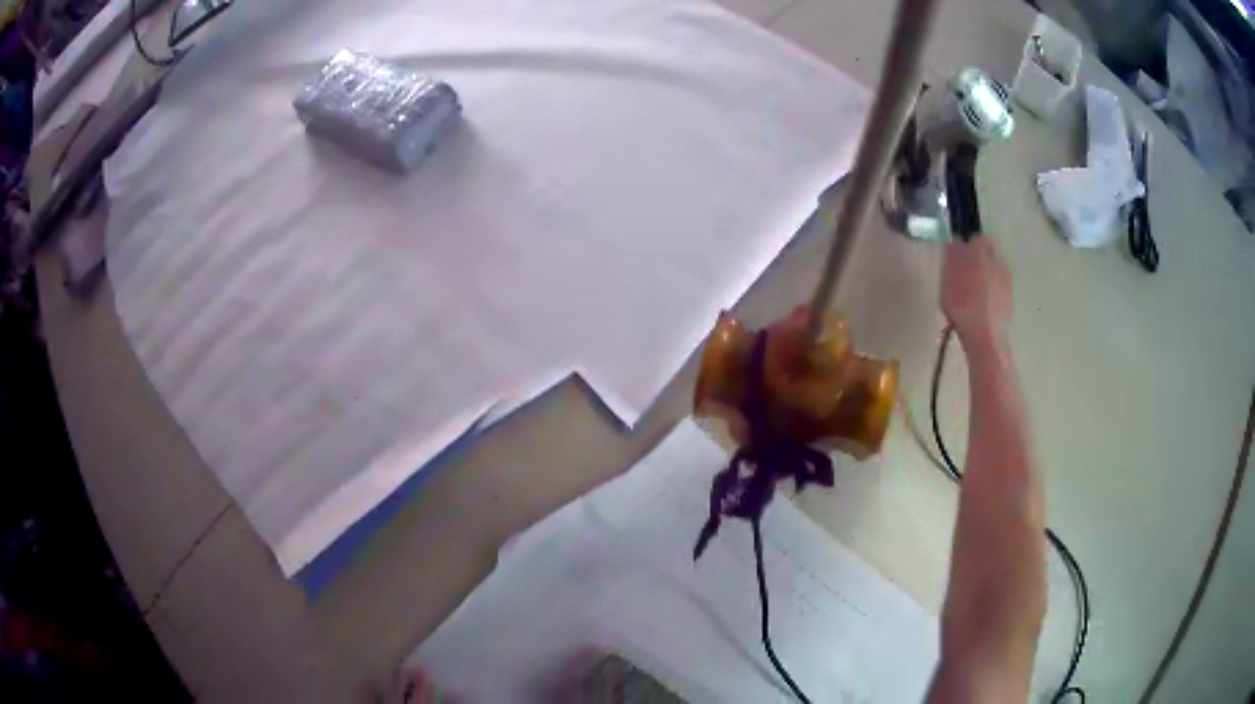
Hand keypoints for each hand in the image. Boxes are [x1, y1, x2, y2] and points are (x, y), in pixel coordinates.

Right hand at [941, 238, 1010, 352]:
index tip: (959, 254)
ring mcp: (1007, 283)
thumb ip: (952, 256)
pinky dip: (989, 295)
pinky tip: (978, 308)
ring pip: (994, 272)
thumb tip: (955, 242)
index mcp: (984, 251)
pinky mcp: (1009, 301)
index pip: (978, 237)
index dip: (968, 244)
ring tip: (970, 294)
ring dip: (985, 278)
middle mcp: (999, 262)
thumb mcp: (948, 277)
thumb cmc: (963, 304)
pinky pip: (997, 291)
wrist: (985, 337)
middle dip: (978, 261)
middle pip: (989, 254)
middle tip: (963, 273)